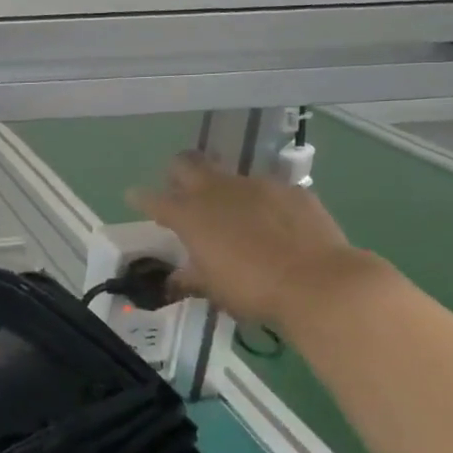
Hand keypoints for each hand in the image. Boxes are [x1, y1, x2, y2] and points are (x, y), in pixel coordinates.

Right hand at [129, 151, 378, 330]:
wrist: (320, 283)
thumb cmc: (252, 289)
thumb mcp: (212, 288)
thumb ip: (190, 276)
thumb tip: (178, 277)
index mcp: (189, 215)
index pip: (153, 199)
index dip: (140, 198)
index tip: (133, 197)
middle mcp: (217, 191)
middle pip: (185, 163)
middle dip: (176, 173)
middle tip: (179, 190)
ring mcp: (257, 186)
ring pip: (228, 174)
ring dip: (222, 189)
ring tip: (231, 212)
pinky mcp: (292, 191)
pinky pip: (267, 189)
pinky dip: (260, 202)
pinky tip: (272, 222)